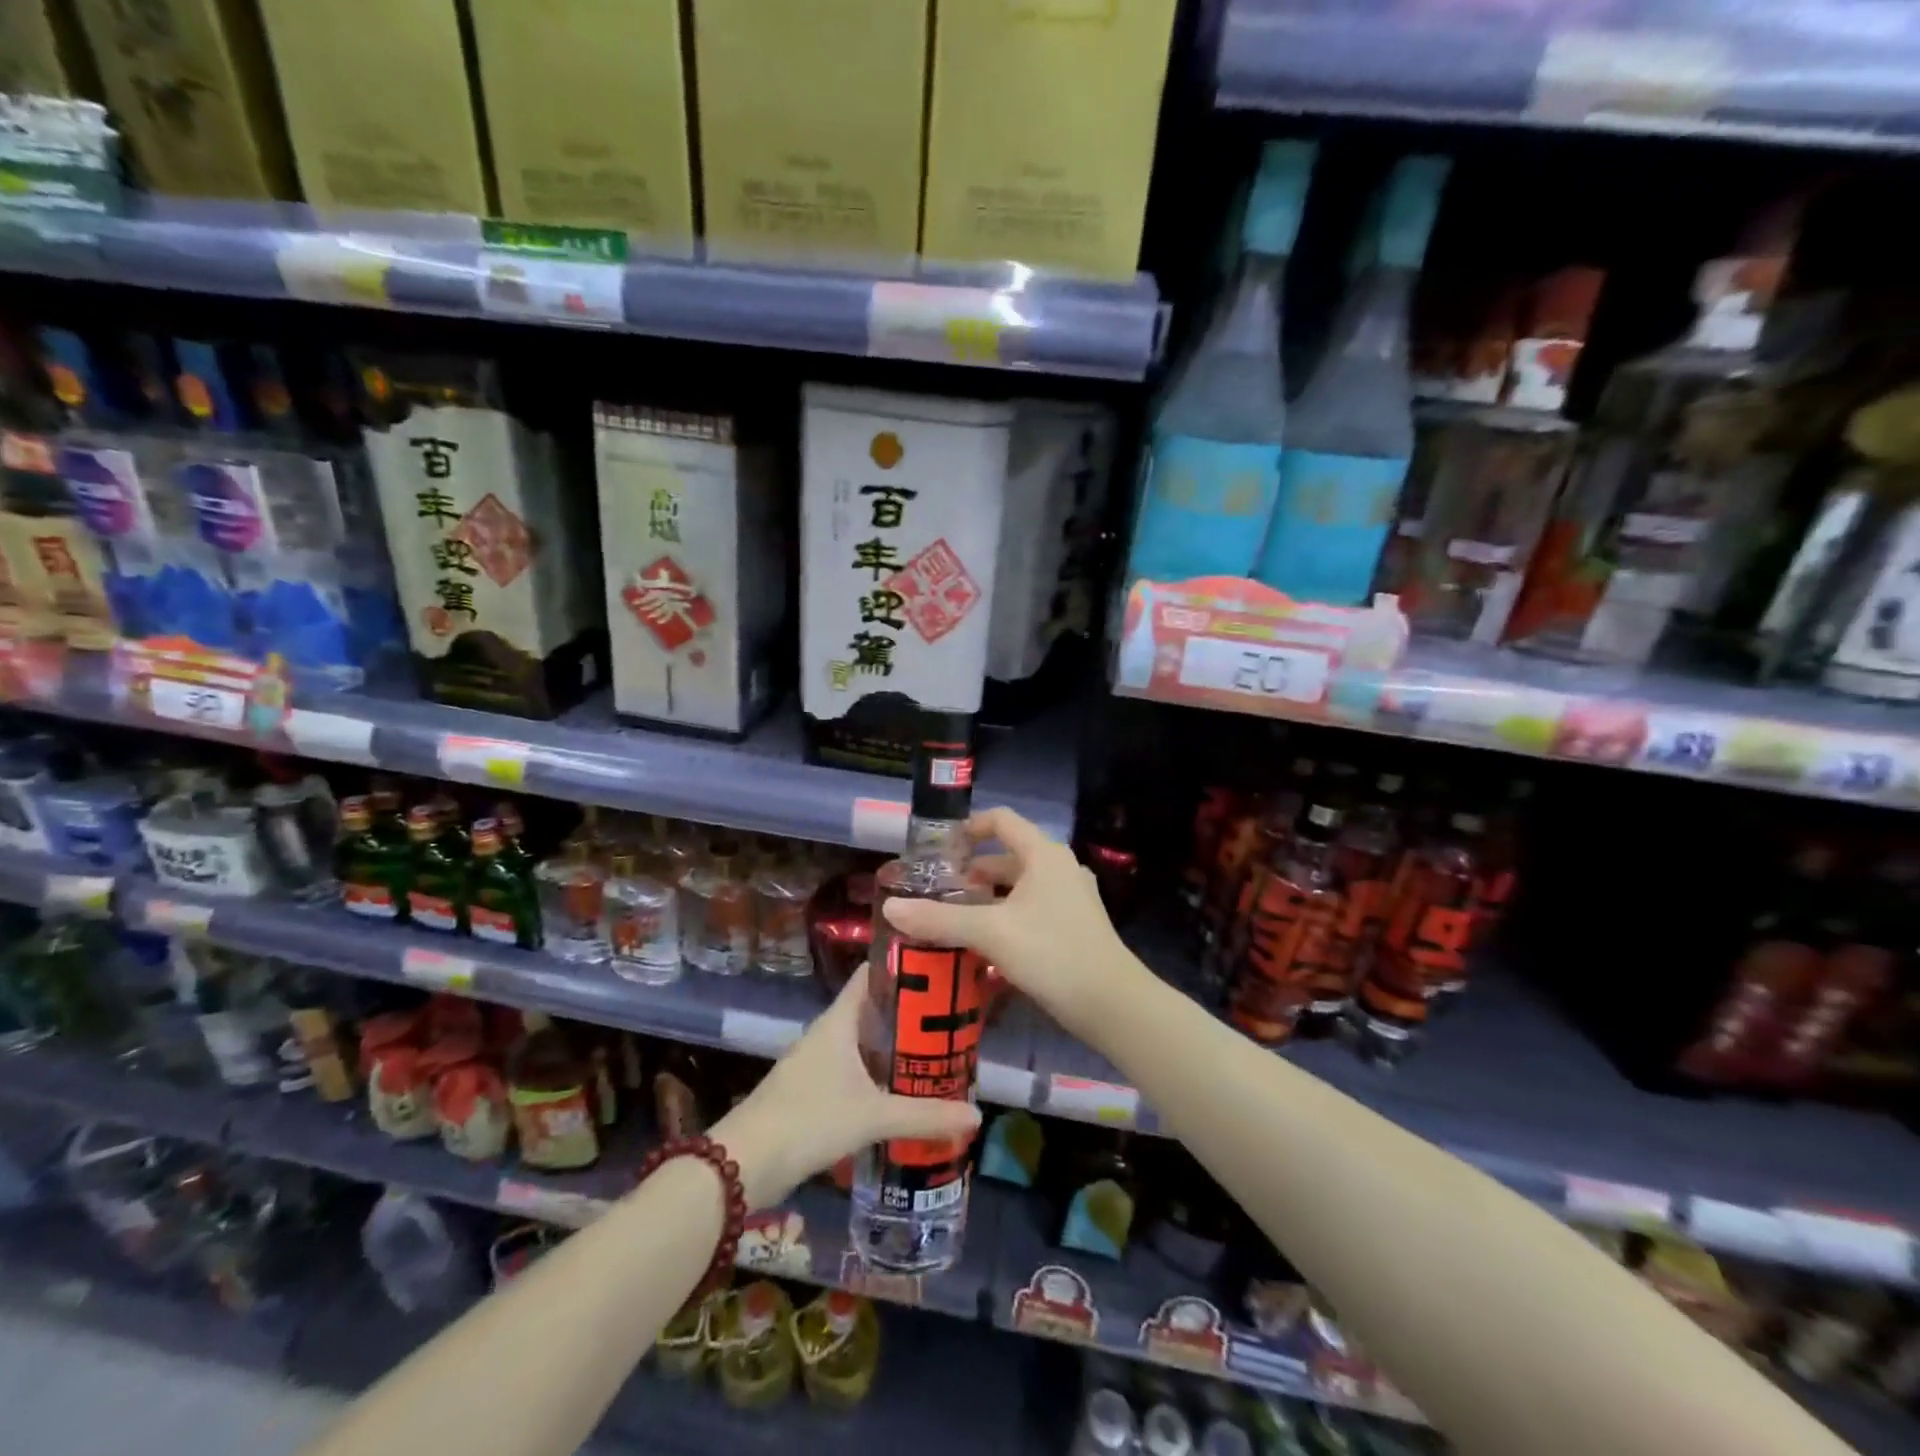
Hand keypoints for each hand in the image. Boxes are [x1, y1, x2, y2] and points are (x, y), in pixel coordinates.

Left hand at [713, 963, 981, 1207]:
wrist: (745, 1165)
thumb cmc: (809, 1120)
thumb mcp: (872, 1117)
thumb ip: (924, 1116)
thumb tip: (976, 1114)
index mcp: (839, 1020)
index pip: (872, 975)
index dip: (903, 966)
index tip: (940, 966)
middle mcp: (828, 1033)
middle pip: (873, 1009)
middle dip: (910, 1013)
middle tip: (953, 1017)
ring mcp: (818, 1061)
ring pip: (864, 1041)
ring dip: (895, 1045)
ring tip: (937, 1051)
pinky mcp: (813, 1090)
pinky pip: (854, 1068)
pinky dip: (879, 1072)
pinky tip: (903, 1090)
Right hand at [881, 807, 1133, 1046]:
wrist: (1112, 1003)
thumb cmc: (1052, 953)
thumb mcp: (990, 933)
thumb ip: (940, 919)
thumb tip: (891, 907)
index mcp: (1043, 854)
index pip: (1001, 820)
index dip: (968, 828)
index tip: (938, 850)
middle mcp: (1059, 867)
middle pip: (1007, 855)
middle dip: (971, 872)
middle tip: (938, 892)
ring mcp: (1070, 897)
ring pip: (1018, 886)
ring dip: (987, 897)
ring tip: (953, 919)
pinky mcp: (1074, 924)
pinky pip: (1031, 908)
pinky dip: (1005, 916)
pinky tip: (984, 944)